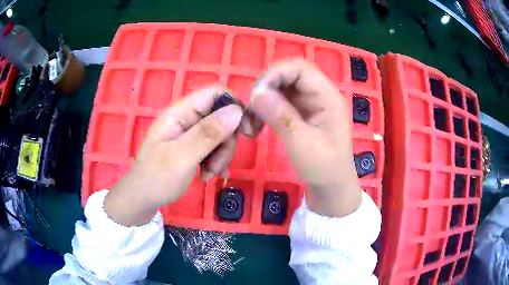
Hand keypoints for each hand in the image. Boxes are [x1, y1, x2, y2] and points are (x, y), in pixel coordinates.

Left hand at [105, 86, 243, 225]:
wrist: (142, 198)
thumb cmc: (157, 178)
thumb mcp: (182, 157)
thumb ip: (208, 133)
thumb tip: (237, 111)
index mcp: (180, 112)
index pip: (215, 94)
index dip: (235, 107)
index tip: (246, 132)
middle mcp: (186, 118)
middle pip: (221, 117)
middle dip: (226, 142)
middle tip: (218, 164)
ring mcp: (189, 133)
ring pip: (220, 135)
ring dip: (221, 156)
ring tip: (209, 174)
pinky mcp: (192, 146)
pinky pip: (213, 147)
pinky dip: (216, 161)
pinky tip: (210, 176)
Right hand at [250, 58, 361, 216]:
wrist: (331, 186)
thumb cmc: (323, 167)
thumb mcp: (302, 144)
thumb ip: (281, 116)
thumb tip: (256, 93)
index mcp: (328, 97)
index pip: (301, 68)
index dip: (276, 73)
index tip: (257, 93)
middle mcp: (320, 94)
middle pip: (290, 73)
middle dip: (268, 85)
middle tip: (252, 107)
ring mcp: (311, 102)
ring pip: (283, 85)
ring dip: (265, 96)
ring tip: (253, 117)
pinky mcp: (302, 111)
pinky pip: (281, 99)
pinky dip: (267, 106)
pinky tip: (259, 120)